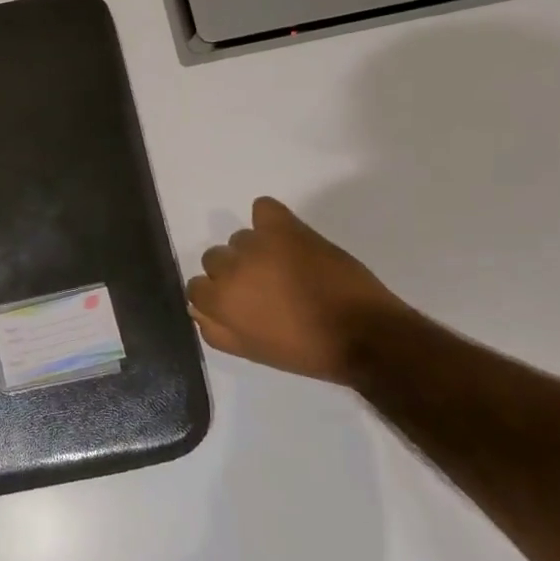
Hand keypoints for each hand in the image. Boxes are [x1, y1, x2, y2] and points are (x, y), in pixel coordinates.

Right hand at [186, 197, 407, 384]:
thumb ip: (217, 331)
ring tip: (285, 267)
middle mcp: (230, 268)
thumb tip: (198, 310)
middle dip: (235, 272)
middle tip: (265, 287)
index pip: (196, 288)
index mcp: (220, 302)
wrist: (363, 334)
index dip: (219, 295)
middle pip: (214, 259)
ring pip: (241, 239)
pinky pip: (263, 208)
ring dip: (256, 251)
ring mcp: (257, 244)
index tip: (242, 303)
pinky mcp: (285, 228)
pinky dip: (269, 218)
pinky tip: (284, 235)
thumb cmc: (307, 351)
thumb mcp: (252, 352)